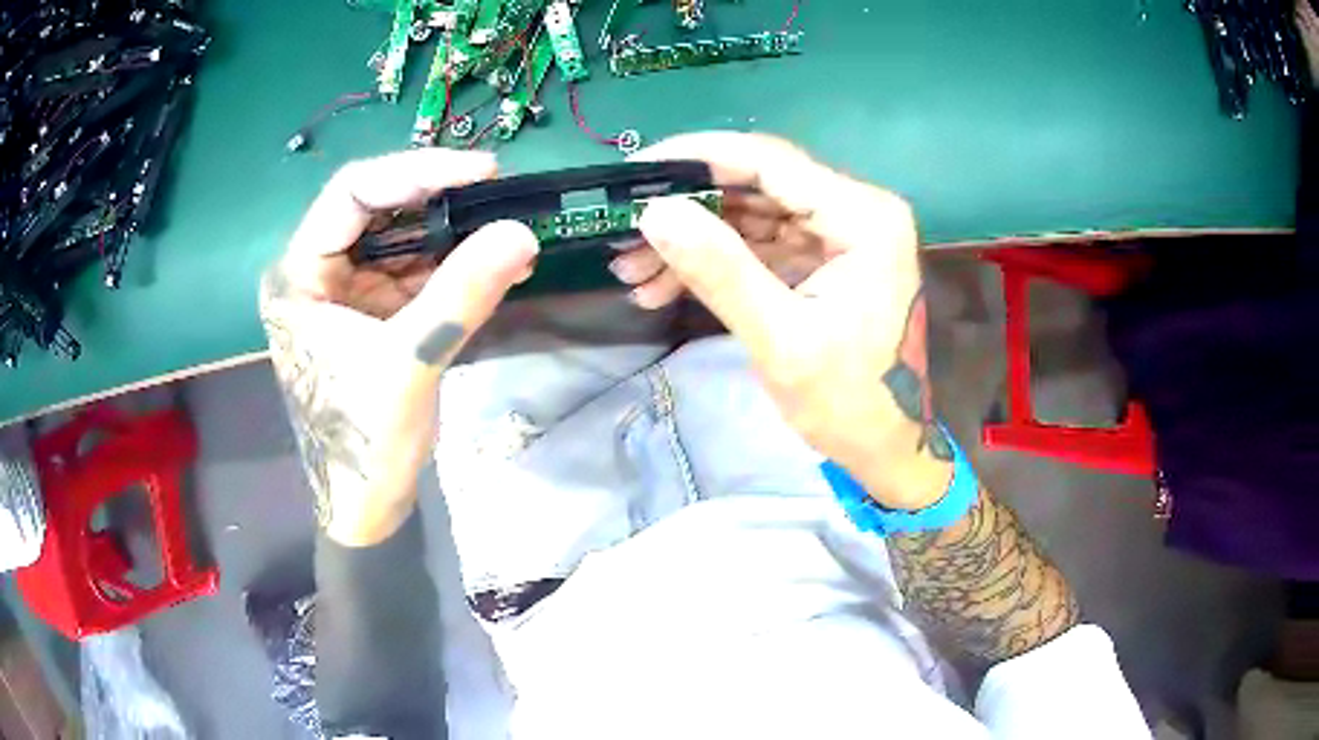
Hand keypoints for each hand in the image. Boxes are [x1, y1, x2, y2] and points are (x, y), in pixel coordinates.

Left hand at [261, 149, 538, 545]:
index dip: (417, 171)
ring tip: (505, 228)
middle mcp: (316, 272)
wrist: (366, 504)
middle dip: (437, 198)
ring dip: (451, 231)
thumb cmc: (364, 441)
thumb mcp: (410, 362)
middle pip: (377, 208)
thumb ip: (462, 293)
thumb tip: (522, 232)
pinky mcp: (372, 311)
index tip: (481, 170)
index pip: (352, 194)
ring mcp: (345, 291)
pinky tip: (495, 264)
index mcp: (299, 275)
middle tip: (497, 192)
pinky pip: (414, 271)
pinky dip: (453, 265)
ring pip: (400, 237)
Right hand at [630, 133, 951, 509]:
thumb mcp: (782, 340)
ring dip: (693, 239)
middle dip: (686, 209)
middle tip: (622, 233)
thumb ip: (720, 270)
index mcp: (862, 217)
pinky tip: (664, 286)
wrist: (887, 447)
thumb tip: (654, 211)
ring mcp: (840, 234)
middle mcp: (856, 210)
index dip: (696, 157)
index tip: (633, 170)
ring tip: (633, 271)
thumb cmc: (850, 403)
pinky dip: (716, 262)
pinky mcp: (824, 259)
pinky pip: (761, 245)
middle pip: (756, 185)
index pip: (769, 161)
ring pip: (751, 215)